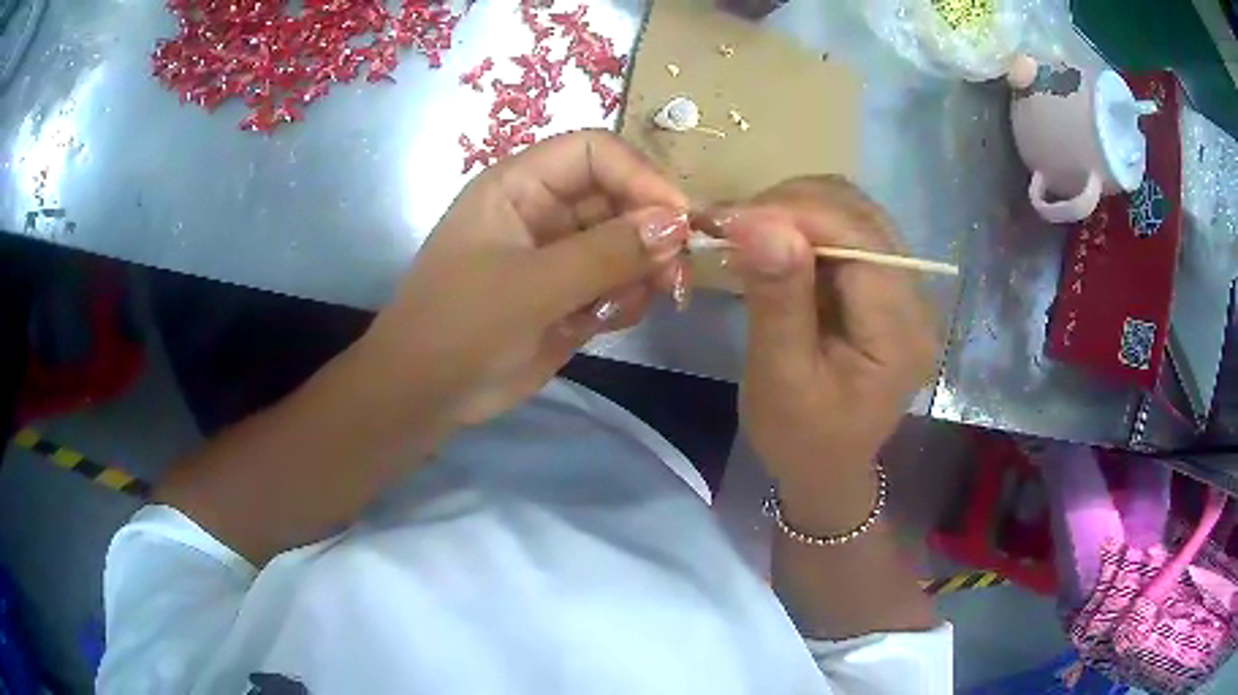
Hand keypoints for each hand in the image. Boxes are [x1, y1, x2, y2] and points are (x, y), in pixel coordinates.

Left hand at [361, 131, 688, 433]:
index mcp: (519, 185)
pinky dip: (625, 299)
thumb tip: (676, 224)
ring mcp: (557, 254)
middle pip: (618, 196)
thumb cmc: (460, 326)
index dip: (639, 174)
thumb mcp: (531, 286)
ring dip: (642, 269)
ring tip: (634, 302)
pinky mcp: (568, 295)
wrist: (426, 395)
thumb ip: (606, 253)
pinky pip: (616, 282)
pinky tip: (606, 321)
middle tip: (675, 272)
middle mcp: (542, 210)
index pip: (594, 152)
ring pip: (625, 242)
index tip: (678, 218)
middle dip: (650, 230)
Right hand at [705, 176, 938, 528]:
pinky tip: (775, 241)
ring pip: (856, 214)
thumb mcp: (780, 378)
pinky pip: (849, 231)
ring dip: (799, 209)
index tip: (732, 219)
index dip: (799, 214)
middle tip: (734, 224)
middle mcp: (916, 301)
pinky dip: (806, 224)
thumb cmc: (800, 437)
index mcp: (899, 333)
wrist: (825, 467)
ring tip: (750, 230)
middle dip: (795, 206)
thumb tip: (758, 222)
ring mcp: (904, 290)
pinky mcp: (885, 287)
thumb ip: (777, 300)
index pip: (860, 242)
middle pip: (863, 217)